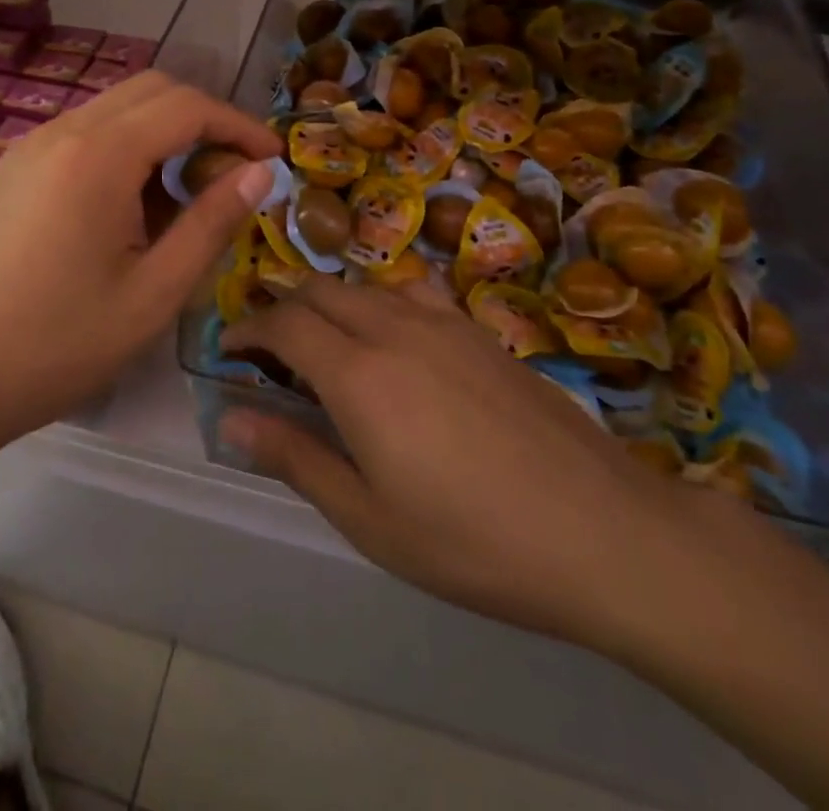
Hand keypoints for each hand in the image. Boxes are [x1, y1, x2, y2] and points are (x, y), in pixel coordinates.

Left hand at [0, 71, 280, 455]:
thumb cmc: (53, 345)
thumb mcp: (152, 294)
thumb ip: (211, 224)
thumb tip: (259, 174)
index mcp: (98, 155)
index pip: (187, 107)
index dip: (239, 126)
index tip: (272, 161)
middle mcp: (62, 131)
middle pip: (152, 90)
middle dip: (204, 119)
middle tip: (233, 174)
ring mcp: (30, 146)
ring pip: (116, 109)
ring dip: (164, 133)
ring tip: (186, 197)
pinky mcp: (13, 169)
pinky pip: (85, 134)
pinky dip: (126, 148)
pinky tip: (130, 208)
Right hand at [219, 279, 707, 652]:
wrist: (600, 529)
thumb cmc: (472, 540)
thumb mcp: (369, 519)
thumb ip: (296, 458)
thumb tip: (231, 421)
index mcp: (359, 374)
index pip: (285, 324)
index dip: (248, 329)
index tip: (227, 349)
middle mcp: (395, 329)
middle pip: (321, 291)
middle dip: (284, 308)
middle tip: (270, 351)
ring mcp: (444, 323)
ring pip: (366, 287)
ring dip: (331, 303)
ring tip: (327, 346)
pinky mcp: (480, 331)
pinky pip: (412, 294)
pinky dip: (379, 304)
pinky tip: (396, 344)